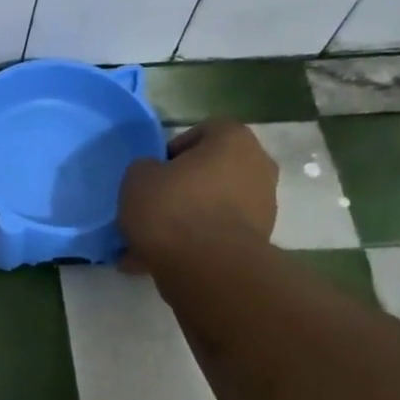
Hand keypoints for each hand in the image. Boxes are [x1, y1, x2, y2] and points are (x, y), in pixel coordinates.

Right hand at [118, 120, 277, 271]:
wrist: (207, 267)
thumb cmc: (172, 209)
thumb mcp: (137, 179)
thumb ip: (145, 169)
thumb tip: (155, 175)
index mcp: (234, 140)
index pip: (204, 131)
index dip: (174, 150)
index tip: (154, 173)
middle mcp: (257, 166)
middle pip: (212, 171)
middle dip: (182, 188)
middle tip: (152, 207)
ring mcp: (263, 206)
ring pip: (212, 207)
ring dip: (186, 220)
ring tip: (151, 242)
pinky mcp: (257, 242)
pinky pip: (216, 236)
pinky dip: (193, 245)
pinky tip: (161, 261)